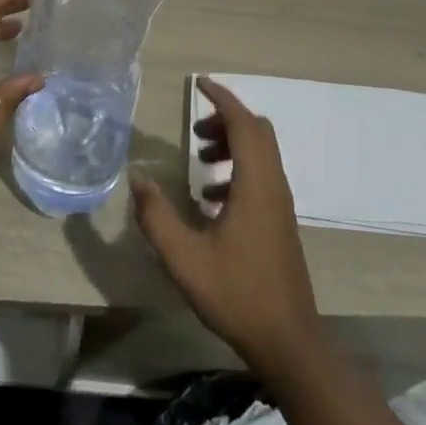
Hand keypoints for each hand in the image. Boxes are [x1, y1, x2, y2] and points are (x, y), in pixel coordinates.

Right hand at [132, 76, 323, 377]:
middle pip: (257, 132)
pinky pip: (261, 176)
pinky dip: (237, 169)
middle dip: (226, 120)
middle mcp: (274, 186)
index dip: (222, 98)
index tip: (200, 83)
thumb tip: (137, 177)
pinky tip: (210, 199)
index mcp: (256, 185)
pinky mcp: (279, 221)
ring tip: (199, 160)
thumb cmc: (236, 294)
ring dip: (231, 144)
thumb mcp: (184, 257)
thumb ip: (157, 215)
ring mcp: (280, 204)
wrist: (288, 341)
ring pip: (261, 153)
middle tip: (195, 128)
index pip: (243, 124)